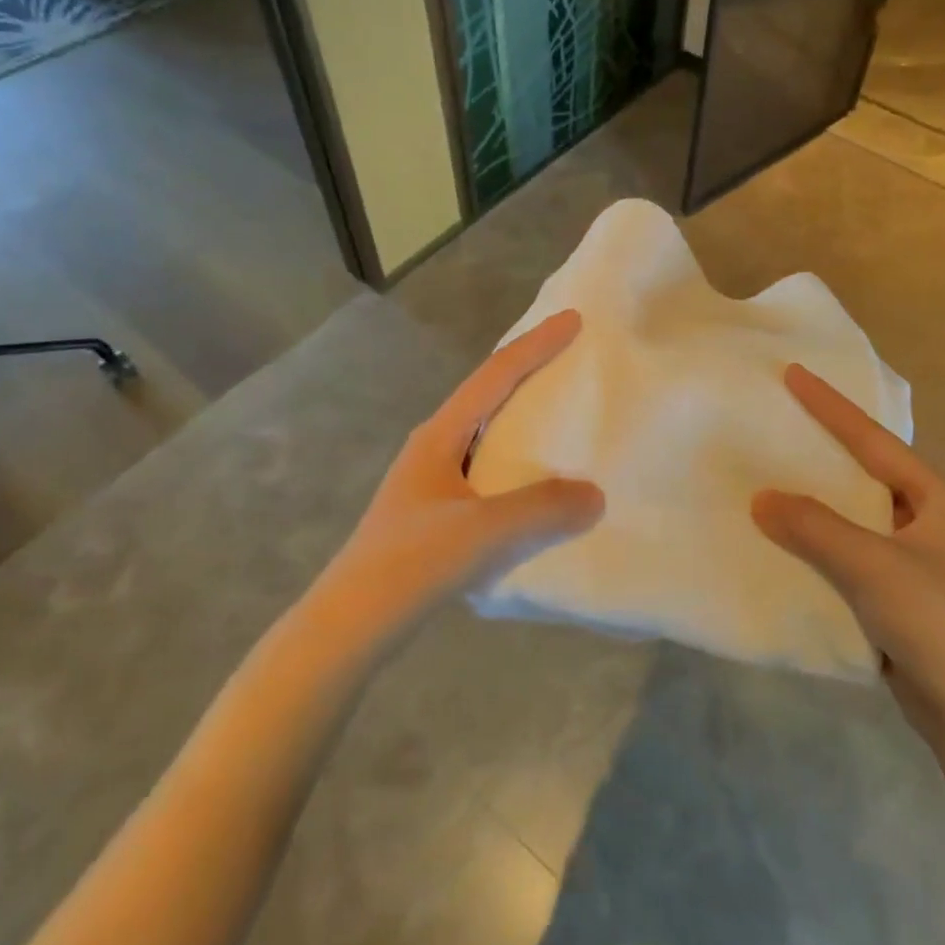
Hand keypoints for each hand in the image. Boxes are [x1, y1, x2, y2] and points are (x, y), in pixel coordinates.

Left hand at [315, 310, 604, 643]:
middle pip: (488, 393)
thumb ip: (543, 508)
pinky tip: (536, 480)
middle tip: (569, 356)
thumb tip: (595, 494)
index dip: (536, 345)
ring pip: (487, 431)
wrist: (350, 625)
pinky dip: (518, 457)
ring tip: (561, 412)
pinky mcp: (435, 511)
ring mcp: (432, 479)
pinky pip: (488, 466)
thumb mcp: (484, 531)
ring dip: (522, 414)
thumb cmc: (412, 563)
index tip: (573, 319)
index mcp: (440, 435)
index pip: (496, 375)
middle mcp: (434, 446)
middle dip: (528, 369)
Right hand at [752, 365, 944, 745]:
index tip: (794, 374)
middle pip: (864, 470)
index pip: (873, 441)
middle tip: (780, 418)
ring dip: (816, 497)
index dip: (832, 406)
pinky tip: (784, 538)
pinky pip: (847, 550)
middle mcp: (925, 520)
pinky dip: (817, 539)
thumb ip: (815, 528)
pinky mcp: (895, 591)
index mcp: (934, 500)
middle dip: (824, 445)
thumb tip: (760, 498)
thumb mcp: (872, 567)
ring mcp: (911, 558)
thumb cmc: (935, 624)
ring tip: (771, 472)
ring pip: (852, 513)